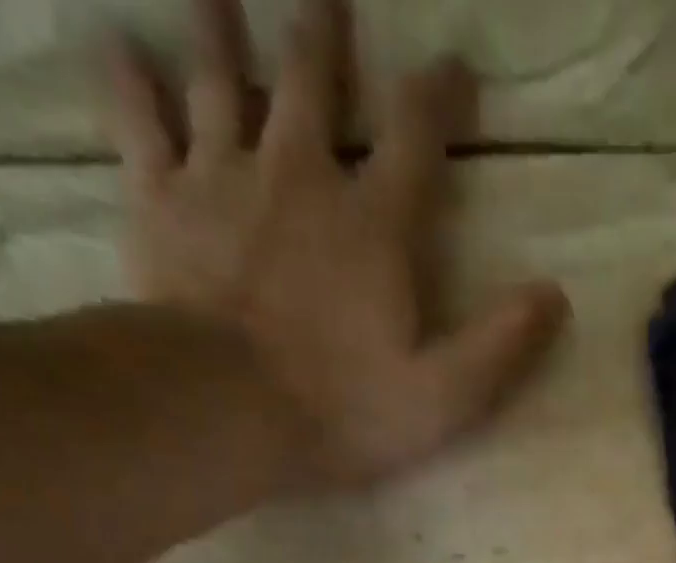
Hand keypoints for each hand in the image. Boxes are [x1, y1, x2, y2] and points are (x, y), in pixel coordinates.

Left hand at [100, 0, 570, 483]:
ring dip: (221, 23)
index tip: (455, 66)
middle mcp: (299, 175)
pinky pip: (137, 120)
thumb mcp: (445, 396)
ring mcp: (222, 179)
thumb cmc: (343, 409)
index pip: (417, 133)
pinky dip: (128, 79)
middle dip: (324, 29)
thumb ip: (502, 345)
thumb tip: (555, 295)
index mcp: (374, 222)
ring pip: (218, 73)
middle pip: (310, 75)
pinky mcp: (159, 203)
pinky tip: (120, 45)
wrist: (224, 412)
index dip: (440, 93)